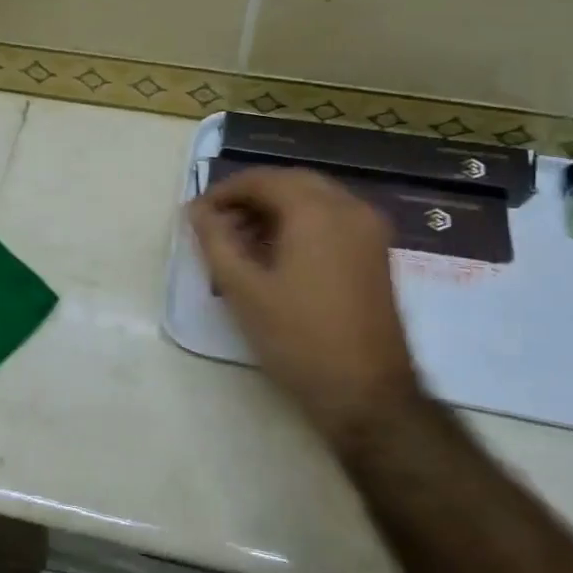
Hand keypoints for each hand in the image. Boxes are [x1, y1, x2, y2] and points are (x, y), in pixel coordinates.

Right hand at [188, 167, 422, 444]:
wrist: (366, 393)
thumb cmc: (298, 338)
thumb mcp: (244, 290)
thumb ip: (216, 241)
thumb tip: (197, 211)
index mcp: (317, 211)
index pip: (263, 180)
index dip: (223, 192)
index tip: (196, 215)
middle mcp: (349, 208)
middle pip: (290, 183)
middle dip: (250, 198)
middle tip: (216, 224)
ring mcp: (369, 230)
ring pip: (313, 200)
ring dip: (274, 210)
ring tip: (240, 242)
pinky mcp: (376, 253)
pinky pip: (331, 219)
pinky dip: (300, 224)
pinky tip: (275, 254)